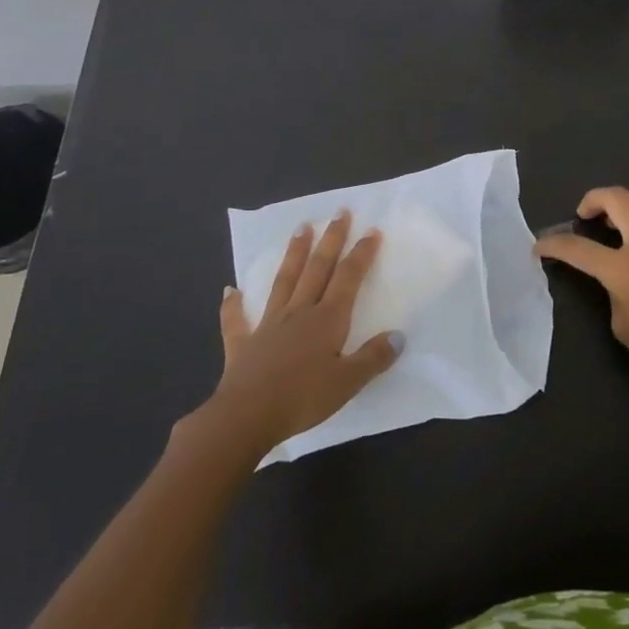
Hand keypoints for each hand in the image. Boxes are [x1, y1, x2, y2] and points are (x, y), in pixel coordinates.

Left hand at [207, 211, 401, 453]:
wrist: (246, 416)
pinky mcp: (243, 344)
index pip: (348, 278)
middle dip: (331, 239)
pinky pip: (237, 320)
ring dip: (294, 254)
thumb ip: (373, 358)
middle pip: (317, 269)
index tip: (371, 230)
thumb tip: (398, 336)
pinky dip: (233, 304)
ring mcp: (268, 325)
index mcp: (327, 320)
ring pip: (284, 282)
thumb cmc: (303, 398)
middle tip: (339, 212)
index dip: (361, 253)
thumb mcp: (348, 382)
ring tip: (301, 228)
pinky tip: (230, 290)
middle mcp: (299, 312)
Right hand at [533, 186, 628, 394]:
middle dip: (591, 200)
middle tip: (586, 215)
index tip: (541, 246)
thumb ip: (613, 294)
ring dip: (625, 201)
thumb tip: (618, 278)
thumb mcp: (625, 327)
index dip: (554, 245)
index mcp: (622, 268)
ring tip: (622, 220)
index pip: (577, 248)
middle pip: (613, 198)